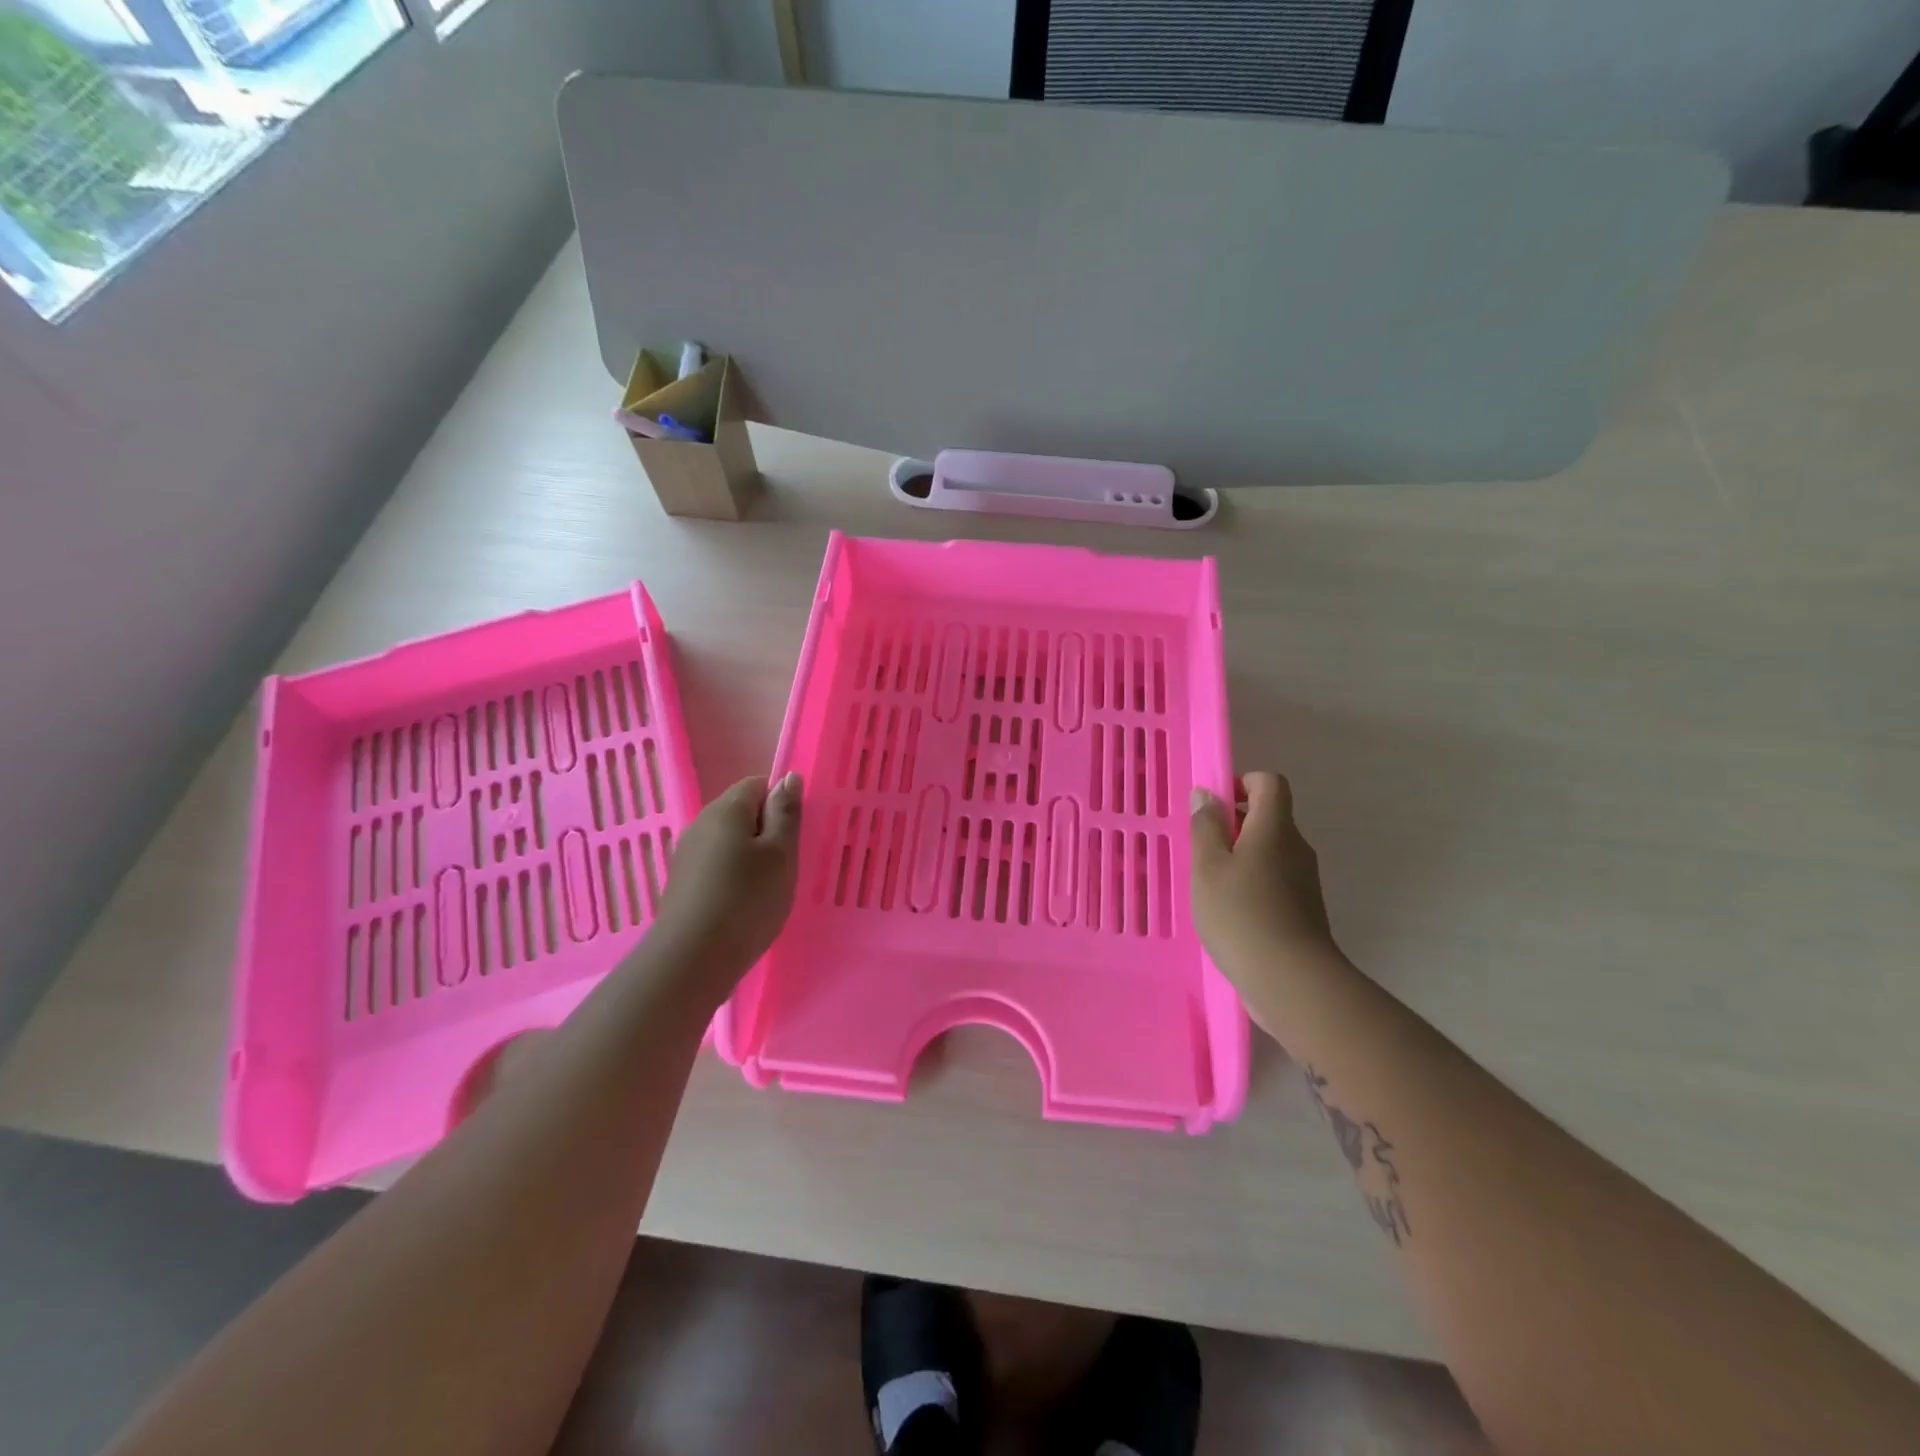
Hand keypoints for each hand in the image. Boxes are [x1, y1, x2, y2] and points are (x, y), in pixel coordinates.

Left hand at [644, 773, 801, 1003]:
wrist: (692, 960)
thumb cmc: (747, 900)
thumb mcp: (781, 854)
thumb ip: (785, 813)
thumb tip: (788, 777)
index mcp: (727, 809)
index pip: (757, 784)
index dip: (780, 803)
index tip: (794, 836)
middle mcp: (701, 823)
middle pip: (740, 812)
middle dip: (766, 831)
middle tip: (786, 864)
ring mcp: (687, 854)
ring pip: (728, 841)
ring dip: (750, 856)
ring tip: (767, 888)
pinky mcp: (681, 883)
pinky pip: (715, 865)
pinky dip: (733, 876)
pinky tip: (743, 904)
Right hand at [1190, 772, 1337, 994]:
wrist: (1292, 982)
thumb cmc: (1241, 915)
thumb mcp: (1207, 867)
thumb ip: (1206, 827)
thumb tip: (1208, 795)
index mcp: (1275, 828)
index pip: (1269, 783)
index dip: (1242, 783)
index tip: (1214, 805)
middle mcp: (1296, 848)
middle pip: (1269, 817)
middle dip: (1234, 824)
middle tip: (1201, 849)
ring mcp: (1304, 881)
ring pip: (1270, 852)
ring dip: (1240, 858)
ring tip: (1209, 885)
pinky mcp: (1303, 910)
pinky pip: (1274, 881)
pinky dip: (1251, 885)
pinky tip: (1229, 913)